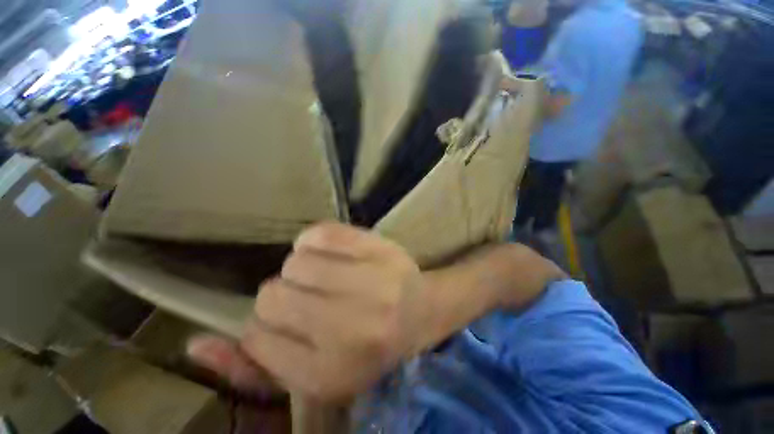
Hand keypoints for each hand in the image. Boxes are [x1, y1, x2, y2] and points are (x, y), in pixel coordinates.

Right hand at [189, 223, 424, 401]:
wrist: (418, 310)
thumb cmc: (367, 344)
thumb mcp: (313, 371)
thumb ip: (252, 367)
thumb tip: (197, 344)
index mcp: (329, 372)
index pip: (257, 337)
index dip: (268, 325)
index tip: (293, 323)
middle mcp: (349, 328)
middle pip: (272, 295)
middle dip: (285, 295)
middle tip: (313, 297)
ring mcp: (367, 282)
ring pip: (295, 262)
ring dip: (301, 267)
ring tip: (326, 275)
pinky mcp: (375, 247)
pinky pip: (320, 233)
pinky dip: (316, 240)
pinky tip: (332, 251)